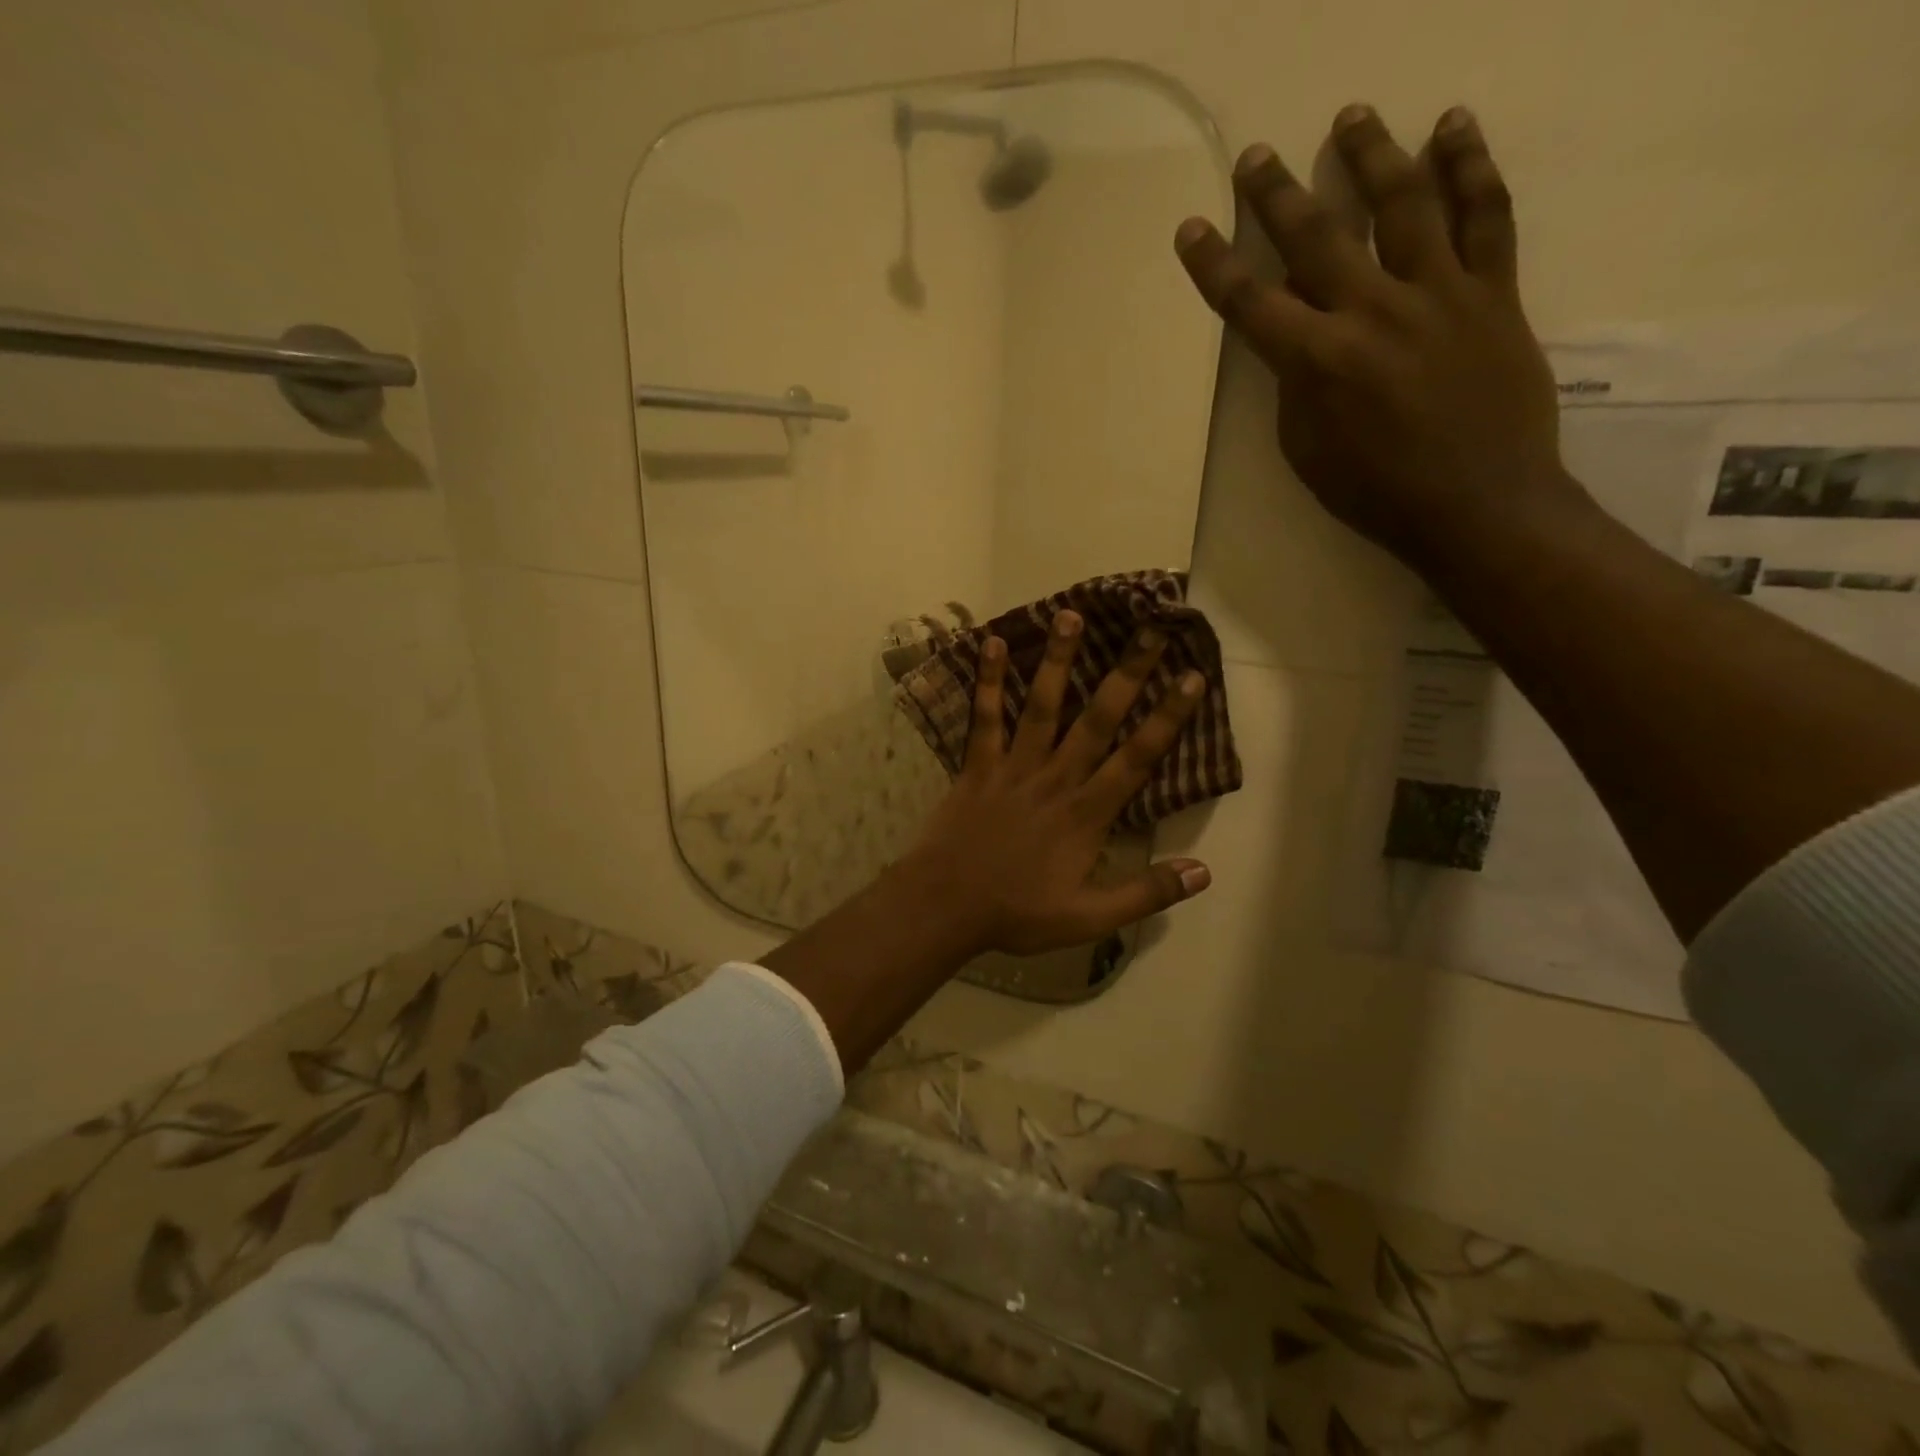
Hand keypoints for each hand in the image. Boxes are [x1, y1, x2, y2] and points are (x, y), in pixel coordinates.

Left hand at [897, 608, 1212, 956]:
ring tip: (1071, 616)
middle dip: (1126, 673)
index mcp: (1087, 813)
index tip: (1191, 678)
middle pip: (1097, 719)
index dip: (1167, 718)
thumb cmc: (1018, 913)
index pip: (1137, 758)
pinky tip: (991, 644)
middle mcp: (1056, 778)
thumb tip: (1204, 872)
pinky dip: (988, 682)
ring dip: (1058, 661)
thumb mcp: (1089, 918)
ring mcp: (1014, 767)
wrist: (946, 907)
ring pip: (1042, 706)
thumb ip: (1146, 893)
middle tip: (1149, 629)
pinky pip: (984, 718)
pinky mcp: (977, 766)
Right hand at [1175, 105, 1590, 570]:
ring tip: (1352, 117)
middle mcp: (1373, 312)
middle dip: (1279, 194)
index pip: (1250, 303)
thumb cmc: (1376, 493)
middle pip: (1317, 237)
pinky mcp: (1494, 291)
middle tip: (1256, 154)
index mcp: (1318, 362)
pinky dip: (1470, 167)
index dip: (1215, 265)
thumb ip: (1296, 388)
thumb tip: (1297, 342)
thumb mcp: (1308, 452)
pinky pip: (1487, 215)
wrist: (1478, 504)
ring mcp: (1439, 294)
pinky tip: (1452, 128)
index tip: (1192, 228)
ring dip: (1372, 155)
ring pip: (1404, 204)